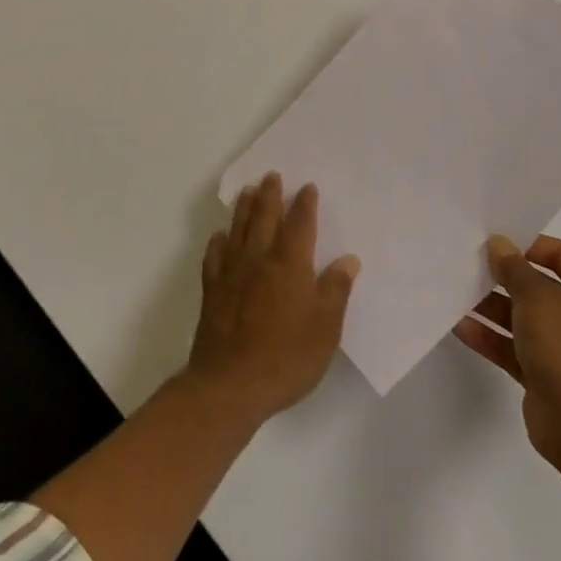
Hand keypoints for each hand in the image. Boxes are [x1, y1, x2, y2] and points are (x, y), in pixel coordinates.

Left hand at [185, 173, 359, 427]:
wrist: (231, 384)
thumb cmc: (286, 357)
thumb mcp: (325, 329)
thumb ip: (336, 290)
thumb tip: (349, 259)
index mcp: (290, 265)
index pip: (300, 225)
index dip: (304, 204)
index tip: (307, 187)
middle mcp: (259, 259)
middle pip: (265, 218)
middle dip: (270, 195)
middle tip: (272, 175)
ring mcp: (232, 273)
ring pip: (238, 230)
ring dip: (244, 208)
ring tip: (248, 191)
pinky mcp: (212, 290)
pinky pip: (214, 256)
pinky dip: (218, 242)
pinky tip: (220, 236)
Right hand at [454, 235, 560, 468]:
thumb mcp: (536, 294)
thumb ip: (513, 267)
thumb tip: (499, 244)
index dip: (532, 245)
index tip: (499, 242)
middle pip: (542, 288)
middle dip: (506, 278)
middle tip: (473, 264)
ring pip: (525, 319)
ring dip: (493, 307)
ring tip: (458, 291)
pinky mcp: (548, 377)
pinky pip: (515, 349)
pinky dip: (491, 337)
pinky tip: (460, 325)